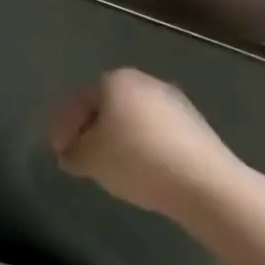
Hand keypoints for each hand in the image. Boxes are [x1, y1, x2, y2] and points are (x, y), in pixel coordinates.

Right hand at [49, 69, 246, 218]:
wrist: (206, 184)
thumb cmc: (136, 160)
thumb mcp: (88, 159)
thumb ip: (71, 153)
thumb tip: (72, 154)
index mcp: (114, 80)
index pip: (76, 103)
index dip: (61, 129)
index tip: (59, 154)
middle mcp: (144, 82)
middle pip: (104, 108)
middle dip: (89, 132)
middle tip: (80, 159)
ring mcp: (174, 102)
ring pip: (130, 120)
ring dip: (115, 140)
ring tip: (109, 168)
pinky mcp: (195, 125)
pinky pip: (154, 133)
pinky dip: (141, 147)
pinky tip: (139, 169)